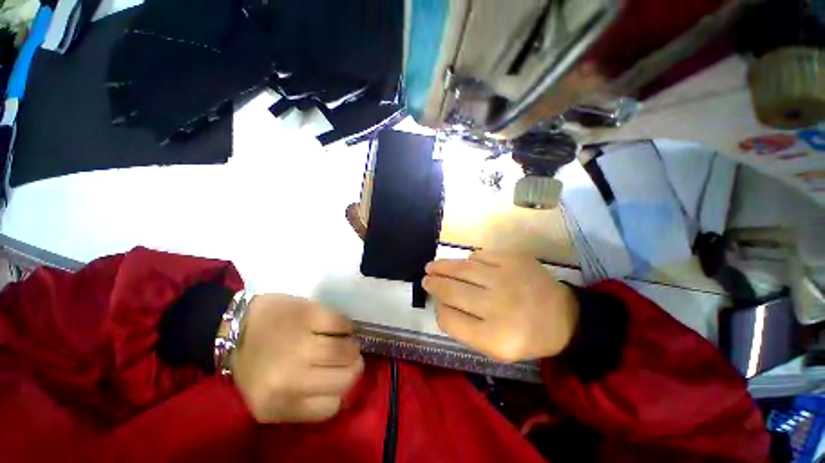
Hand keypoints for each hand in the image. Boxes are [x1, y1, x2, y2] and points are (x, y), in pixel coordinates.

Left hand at [231, 294, 363, 423]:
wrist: (236, 326)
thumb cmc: (254, 364)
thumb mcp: (269, 400)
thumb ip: (302, 403)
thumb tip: (342, 391)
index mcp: (277, 405)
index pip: (331, 406)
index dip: (340, 391)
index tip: (338, 379)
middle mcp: (290, 378)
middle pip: (345, 378)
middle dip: (352, 367)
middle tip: (348, 359)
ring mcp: (300, 343)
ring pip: (347, 350)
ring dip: (351, 346)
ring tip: (345, 342)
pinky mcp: (309, 314)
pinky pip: (344, 324)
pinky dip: (347, 327)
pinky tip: (340, 328)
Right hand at [423, 250, 578, 362]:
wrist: (565, 317)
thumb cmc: (526, 336)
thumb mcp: (496, 349)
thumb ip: (465, 330)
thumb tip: (442, 303)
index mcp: (494, 338)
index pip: (449, 319)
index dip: (438, 309)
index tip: (436, 303)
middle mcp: (498, 306)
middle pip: (452, 290)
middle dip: (433, 283)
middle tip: (425, 278)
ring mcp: (506, 278)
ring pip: (462, 268)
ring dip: (442, 266)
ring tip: (432, 266)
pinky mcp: (514, 259)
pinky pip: (480, 256)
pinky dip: (469, 260)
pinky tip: (467, 264)